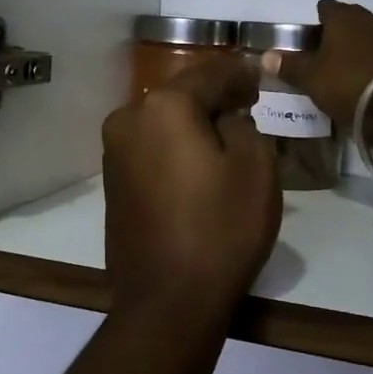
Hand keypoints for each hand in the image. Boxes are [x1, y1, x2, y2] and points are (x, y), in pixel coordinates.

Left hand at [101, 54, 281, 333]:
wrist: (167, 301)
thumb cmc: (220, 229)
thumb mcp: (255, 168)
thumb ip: (243, 124)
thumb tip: (225, 117)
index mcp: (164, 106)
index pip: (209, 74)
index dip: (239, 72)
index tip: (259, 74)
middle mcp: (129, 118)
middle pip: (180, 93)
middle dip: (214, 93)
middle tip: (246, 99)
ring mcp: (114, 151)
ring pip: (162, 120)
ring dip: (191, 120)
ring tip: (224, 128)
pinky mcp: (112, 181)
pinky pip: (150, 146)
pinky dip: (173, 143)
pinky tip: (196, 158)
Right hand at [266, 0, 372, 133]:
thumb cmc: (351, 82)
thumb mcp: (312, 78)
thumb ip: (289, 66)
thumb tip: (265, 56)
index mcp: (342, 17)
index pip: (325, 8)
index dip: (314, 22)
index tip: (307, 41)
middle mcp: (369, 18)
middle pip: (348, 20)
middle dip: (337, 35)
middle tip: (324, 58)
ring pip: (369, 36)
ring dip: (359, 48)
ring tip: (348, 72)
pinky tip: (371, 81)